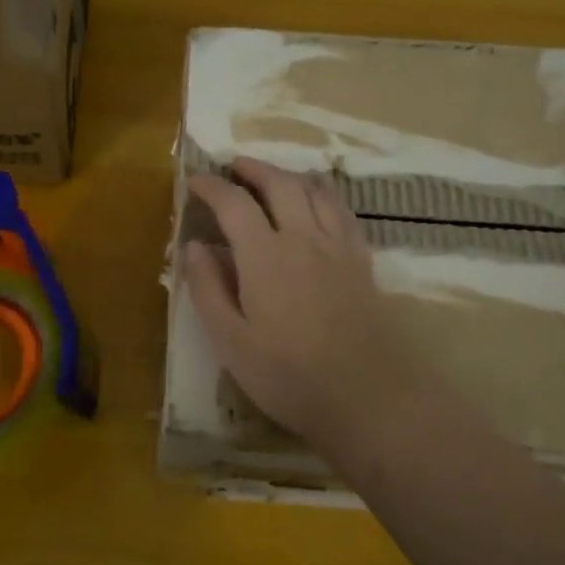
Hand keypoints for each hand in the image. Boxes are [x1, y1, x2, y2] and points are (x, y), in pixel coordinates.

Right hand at [184, 159, 458, 468]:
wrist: (368, 398)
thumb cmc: (288, 376)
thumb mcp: (231, 341)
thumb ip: (209, 289)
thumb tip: (195, 246)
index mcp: (264, 256)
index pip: (233, 203)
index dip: (211, 186)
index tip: (195, 180)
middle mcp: (303, 238)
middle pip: (280, 184)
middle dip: (254, 169)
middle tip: (234, 167)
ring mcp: (338, 248)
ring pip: (315, 191)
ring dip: (289, 176)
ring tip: (273, 178)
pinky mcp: (362, 262)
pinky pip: (342, 212)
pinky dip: (323, 196)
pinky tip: (318, 205)